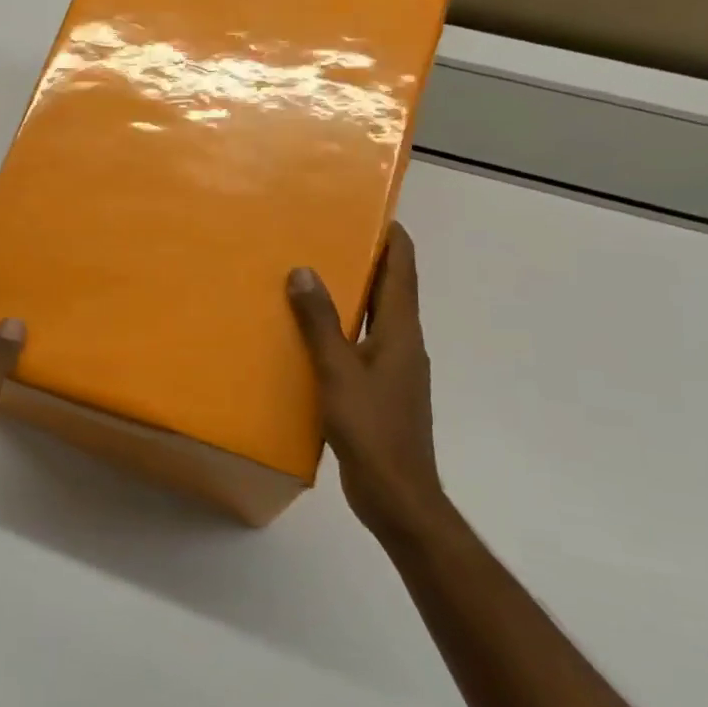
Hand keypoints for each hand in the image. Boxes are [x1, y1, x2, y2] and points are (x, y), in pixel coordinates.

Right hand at [287, 223, 442, 539]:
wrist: (397, 495)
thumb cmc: (372, 429)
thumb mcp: (338, 372)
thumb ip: (320, 323)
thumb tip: (304, 271)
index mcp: (401, 332)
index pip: (403, 271)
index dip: (392, 238)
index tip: (369, 210)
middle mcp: (402, 344)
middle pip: (390, 290)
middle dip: (366, 260)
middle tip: (327, 236)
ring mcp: (393, 370)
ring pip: (373, 318)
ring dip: (351, 295)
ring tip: (312, 278)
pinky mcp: (379, 391)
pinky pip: (360, 345)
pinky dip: (341, 329)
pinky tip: (309, 336)